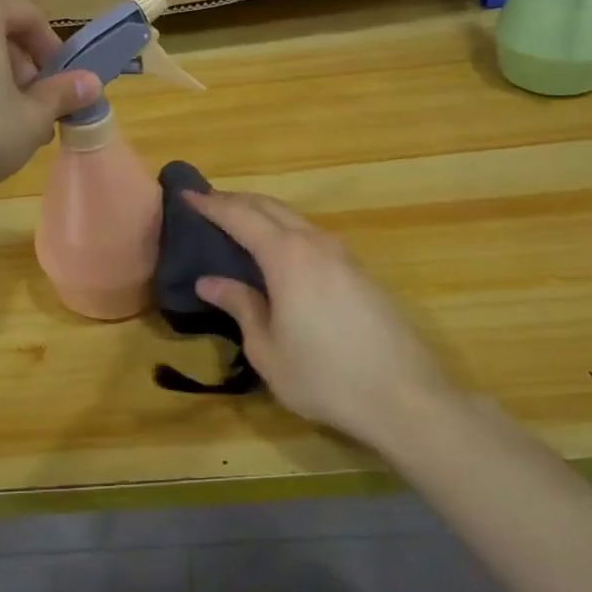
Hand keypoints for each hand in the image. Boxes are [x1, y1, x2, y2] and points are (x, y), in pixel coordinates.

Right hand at [186, 191, 453, 444]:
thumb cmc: (324, 376)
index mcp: (287, 256)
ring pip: (295, 218)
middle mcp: (315, 243)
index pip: (240, 217)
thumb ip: (240, 306)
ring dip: (263, 213)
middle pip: (269, 207)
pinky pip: (313, 235)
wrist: (405, 396)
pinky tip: (280, 250)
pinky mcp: (360, 271)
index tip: (187, 195)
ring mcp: (343, 254)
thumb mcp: (268, 348)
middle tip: (207, 204)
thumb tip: (210, 282)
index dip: (211, 205)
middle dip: (236, 201)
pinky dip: (286, 230)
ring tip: (238, 222)